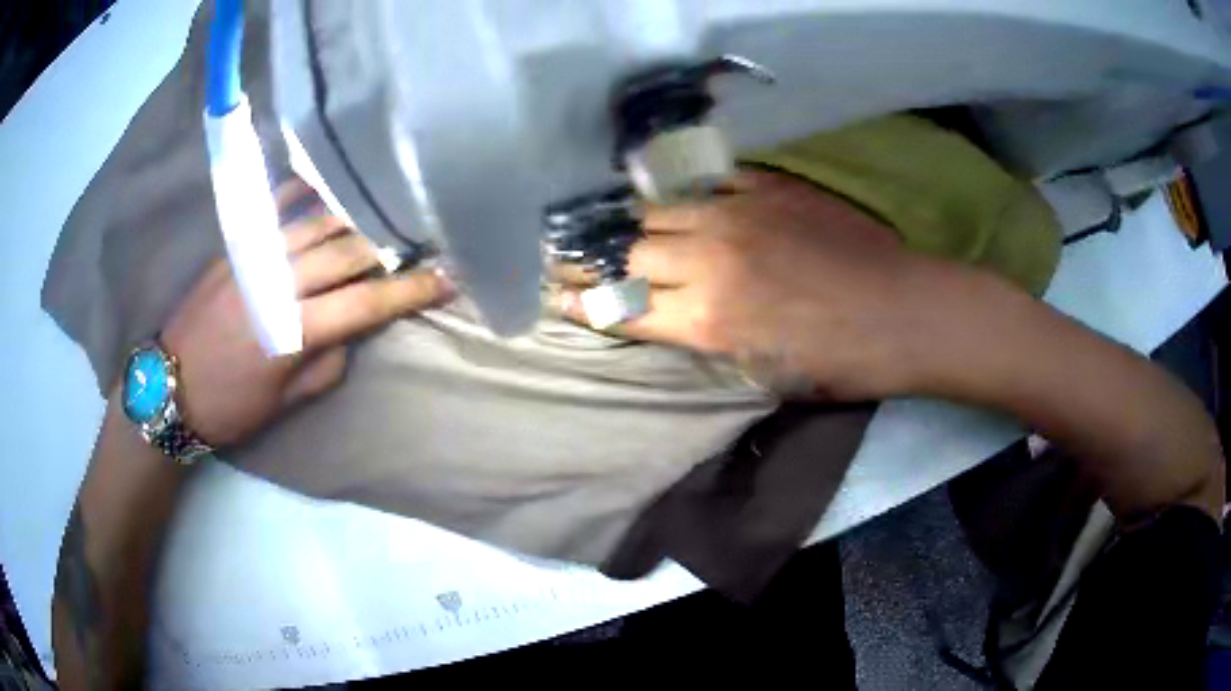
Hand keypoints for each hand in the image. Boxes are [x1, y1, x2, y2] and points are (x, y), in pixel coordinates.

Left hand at [161, 183, 453, 447]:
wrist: (169, 385)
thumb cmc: (230, 406)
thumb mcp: (285, 403)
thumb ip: (327, 363)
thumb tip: (352, 328)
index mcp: (294, 332)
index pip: (368, 304)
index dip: (413, 291)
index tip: (449, 279)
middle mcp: (279, 283)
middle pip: (348, 252)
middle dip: (392, 245)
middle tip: (423, 237)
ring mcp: (255, 257)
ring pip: (317, 222)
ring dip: (357, 214)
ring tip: (385, 208)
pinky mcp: (235, 245)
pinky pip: (275, 207)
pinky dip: (303, 191)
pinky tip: (326, 182)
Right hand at [553, 170, 920, 399]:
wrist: (901, 311)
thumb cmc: (839, 361)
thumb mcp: (763, 373)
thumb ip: (708, 340)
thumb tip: (670, 317)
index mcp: (708, 322)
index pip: (623, 309)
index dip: (584, 304)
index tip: (556, 297)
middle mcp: (708, 262)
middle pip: (627, 254)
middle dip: (589, 259)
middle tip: (564, 256)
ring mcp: (736, 215)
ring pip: (656, 212)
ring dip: (625, 221)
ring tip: (600, 221)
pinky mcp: (764, 188)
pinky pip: (703, 182)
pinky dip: (676, 191)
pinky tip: (661, 192)